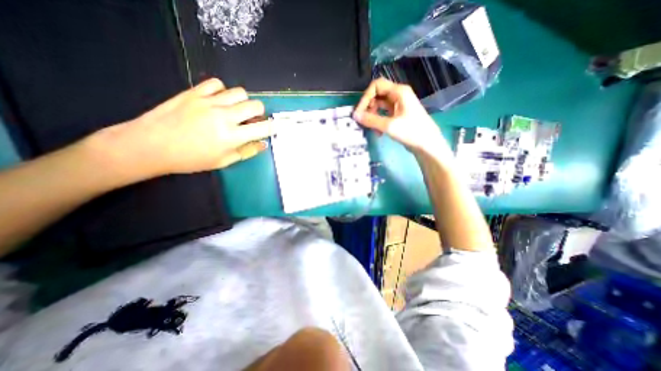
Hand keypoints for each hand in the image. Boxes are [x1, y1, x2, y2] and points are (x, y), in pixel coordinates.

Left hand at [92, 78, 272, 179]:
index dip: (272, 127)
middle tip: (252, 120)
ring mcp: (208, 102)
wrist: (151, 145)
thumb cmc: (191, 159)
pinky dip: (222, 91)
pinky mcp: (194, 92)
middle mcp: (224, 116)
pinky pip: (217, 83)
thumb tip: (263, 143)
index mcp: (232, 136)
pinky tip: (218, 101)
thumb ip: (247, 151)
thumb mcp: (223, 161)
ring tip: (235, 110)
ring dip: (243, 102)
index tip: (273, 128)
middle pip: (255, 105)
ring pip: (239, 92)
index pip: (263, 127)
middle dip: (260, 113)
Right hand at [351, 78, 449, 155]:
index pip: (376, 86)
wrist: (427, 145)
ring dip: (373, 116)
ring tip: (372, 129)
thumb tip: (355, 115)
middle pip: (377, 95)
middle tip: (364, 121)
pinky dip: (378, 121)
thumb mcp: (389, 126)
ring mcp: (399, 105)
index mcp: (399, 92)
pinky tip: (378, 133)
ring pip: (379, 105)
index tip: (359, 113)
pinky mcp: (398, 115)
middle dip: (368, 108)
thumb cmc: (411, 132)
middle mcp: (398, 95)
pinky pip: (384, 114)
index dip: (365, 97)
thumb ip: (371, 120)